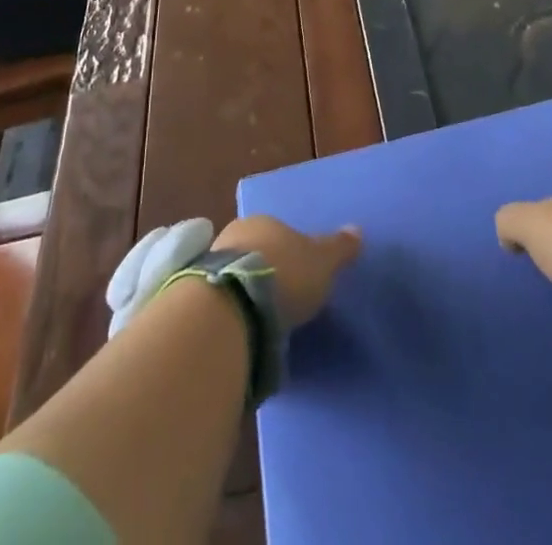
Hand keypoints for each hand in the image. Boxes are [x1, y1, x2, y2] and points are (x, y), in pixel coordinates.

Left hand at [215, 216, 362, 328]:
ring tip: (260, 320)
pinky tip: (240, 329)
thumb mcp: (322, 262)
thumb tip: (357, 230)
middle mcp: (234, 234)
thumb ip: (339, 248)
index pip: (278, 231)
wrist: (233, 307)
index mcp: (264, 221)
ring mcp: (210, 264)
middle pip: (254, 250)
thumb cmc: (284, 275)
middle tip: (280, 298)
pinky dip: (230, 310)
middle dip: (264, 270)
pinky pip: (220, 299)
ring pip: (234, 274)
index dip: (289, 252)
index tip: (298, 275)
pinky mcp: (195, 296)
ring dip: (244, 291)